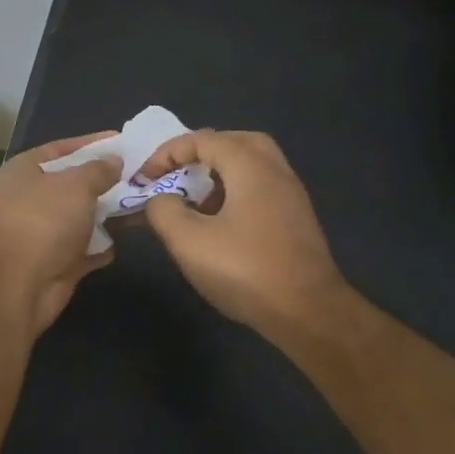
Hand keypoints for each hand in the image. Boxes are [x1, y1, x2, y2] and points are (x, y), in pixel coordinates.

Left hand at [0, 133, 119, 334]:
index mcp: (23, 171)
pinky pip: (83, 248)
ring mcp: (40, 232)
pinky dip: (101, 244)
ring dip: (105, 213)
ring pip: (79, 217)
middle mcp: (28, 199)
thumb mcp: (76, 185)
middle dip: (103, 180)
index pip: (60, 149)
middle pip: (71, 184)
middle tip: (137, 174)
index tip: (122, 140)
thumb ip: (98, 170)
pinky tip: (125, 238)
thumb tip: (114, 161)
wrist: (19, 285)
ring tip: (140, 202)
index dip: (91, 144)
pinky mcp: (54, 262)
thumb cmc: (44, 221)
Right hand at [138, 130, 347, 345]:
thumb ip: (163, 210)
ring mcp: (291, 194)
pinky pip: (262, 187)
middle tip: (178, 173)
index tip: (145, 179)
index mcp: (249, 165)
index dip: (167, 153)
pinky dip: (236, 191)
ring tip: (195, 199)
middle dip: (200, 153)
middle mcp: (274, 169)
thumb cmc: (246, 270)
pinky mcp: (297, 219)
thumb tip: (159, 199)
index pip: (202, 139)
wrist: (310, 314)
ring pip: (252, 165)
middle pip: (234, 142)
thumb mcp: (188, 241)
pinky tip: (220, 223)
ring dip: (219, 173)